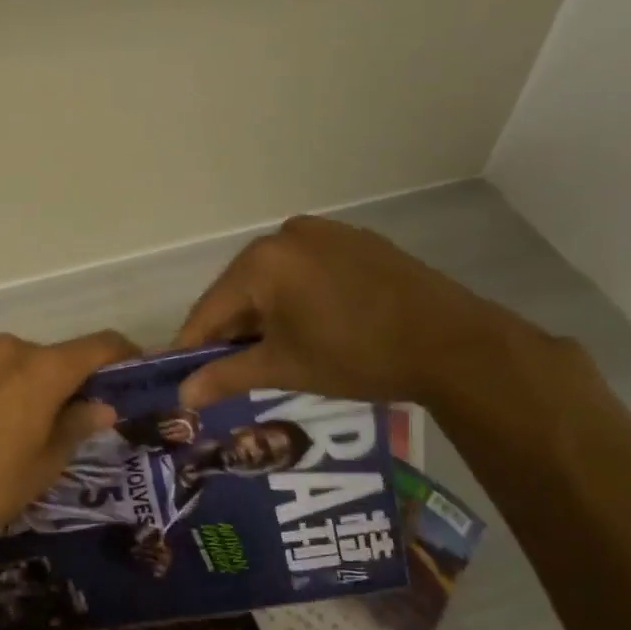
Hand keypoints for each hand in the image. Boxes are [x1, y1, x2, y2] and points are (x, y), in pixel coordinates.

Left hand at [0, 330, 139, 534]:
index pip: (97, 345)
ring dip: (7, 382)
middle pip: (45, 357)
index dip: (119, 354)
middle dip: (54, 381)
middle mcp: (5, 349)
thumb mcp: (44, 466)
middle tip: (51, 417)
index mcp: (43, 370)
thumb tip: (102, 407)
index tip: (128, 368)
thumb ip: (77, 427)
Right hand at [171, 216, 519, 407]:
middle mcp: (286, 235)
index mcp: (262, 261)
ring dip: (263, 314)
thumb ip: (226, 376)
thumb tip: (183, 396)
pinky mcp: (354, 241)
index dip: (191, 346)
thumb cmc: (356, 355)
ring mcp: (324, 233)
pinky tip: (308, 327)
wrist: (451, 343)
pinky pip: (305, 271)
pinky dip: (295, 298)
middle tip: (226, 371)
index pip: (209, 309)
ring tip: (269, 353)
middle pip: (240, 290)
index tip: (179, 376)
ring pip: (273, 280)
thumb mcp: (284, 368)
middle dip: (231, 331)